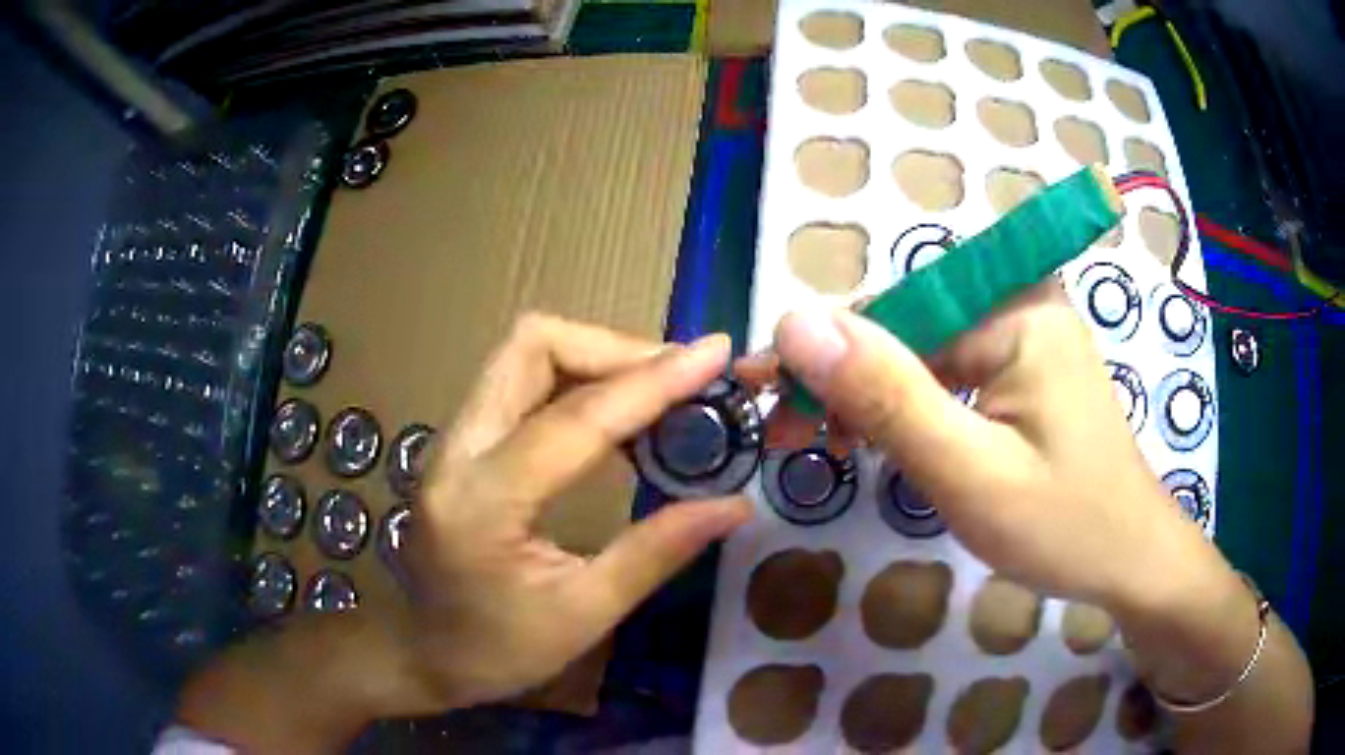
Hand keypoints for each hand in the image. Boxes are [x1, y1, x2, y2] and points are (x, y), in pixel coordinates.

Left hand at [404, 314, 750, 707]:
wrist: (423, 652)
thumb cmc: (498, 650)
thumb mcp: (584, 615)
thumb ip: (657, 551)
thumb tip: (733, 504)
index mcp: (483, 502)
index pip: (575, 418)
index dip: (652, 381)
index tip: (715, 354)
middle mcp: (457, 450)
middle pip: (532, 347)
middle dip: (615, 348)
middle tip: (681, 378)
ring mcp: (453, 439)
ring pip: (524, 353)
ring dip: (596, 357)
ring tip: (660, 391)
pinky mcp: (462, 441)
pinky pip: (521, 380)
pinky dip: (576, 378)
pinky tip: (617, 414)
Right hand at [771, 283, 1219, 611]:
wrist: (1130, 560)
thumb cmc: (1063, 525)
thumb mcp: (969, 472)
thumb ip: (887, 396)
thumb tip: (796, 322)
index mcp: (1016, 308)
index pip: (894, 310)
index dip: (823, 354)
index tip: (763, 397)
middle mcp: (1019, 302)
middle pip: (907, 327)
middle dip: (844, 381)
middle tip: (789, 437)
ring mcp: (1023, 334)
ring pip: (922, 352)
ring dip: (870, 398)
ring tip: (823, 445)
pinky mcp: (1022, 367)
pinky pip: (948, 373)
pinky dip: (908, 408)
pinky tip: (882, 441)